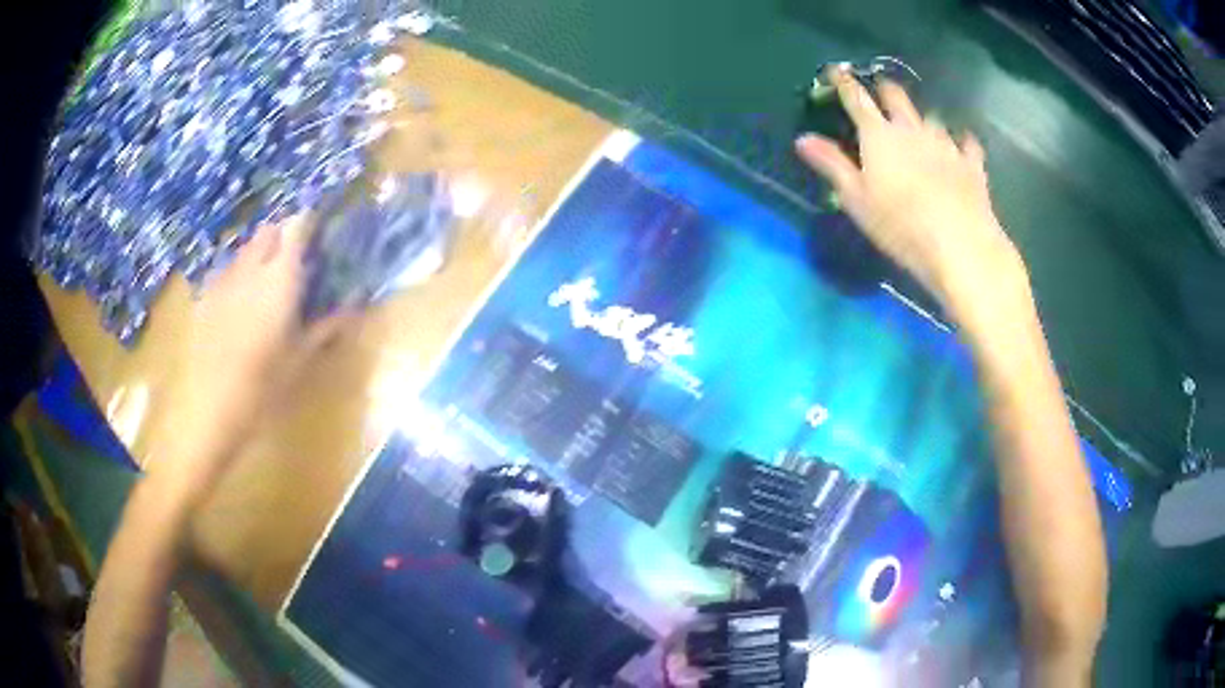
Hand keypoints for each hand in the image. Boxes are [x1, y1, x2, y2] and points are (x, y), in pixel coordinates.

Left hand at [147, 215, 346, 507]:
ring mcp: (223, 280)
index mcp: (280, 278)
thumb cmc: (262, 388)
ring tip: (265, 280)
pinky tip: (238, 303)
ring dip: (260, 253)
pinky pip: (226, 270)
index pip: (297, 227)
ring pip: (245, 249)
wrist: (209, 409)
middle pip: (269, 230)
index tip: (320, 224)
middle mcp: (251, 268)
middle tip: (294, 257)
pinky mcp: (205, 296)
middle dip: (283, 233)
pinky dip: (238, 274)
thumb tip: (353, 309)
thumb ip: (325, 328)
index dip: (309, 219)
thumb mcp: (299, 361)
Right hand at [796, 67, 1023, 310]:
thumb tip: (802, 139)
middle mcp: (912, 129)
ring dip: (921, 118)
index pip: (856, 99)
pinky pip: (966, 144)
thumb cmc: (901, 225)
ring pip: (931, 118)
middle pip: (896, 97)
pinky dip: (961, 142)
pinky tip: (961, 145)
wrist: (960, 244)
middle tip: (879, 91)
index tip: (834, 71)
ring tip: (919, 124)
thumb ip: (831, 165)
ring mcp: (945, 144)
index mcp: (879, 135)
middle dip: (884, 90)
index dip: (843, 82)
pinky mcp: (971, 164)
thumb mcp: (857, 199)